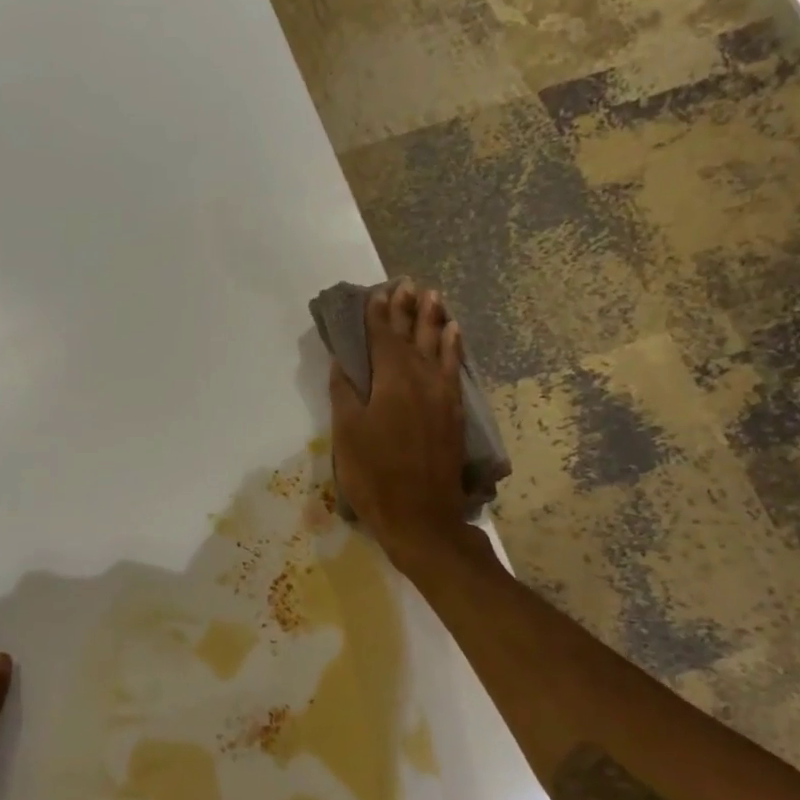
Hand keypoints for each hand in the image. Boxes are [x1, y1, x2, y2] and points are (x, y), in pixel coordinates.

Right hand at [328, 280, 473, 569]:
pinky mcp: (454, 412)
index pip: (383, 338)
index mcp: (391, 380)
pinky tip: (454, 335)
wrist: (420, 516)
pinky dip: (453, 347)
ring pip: (439, 346)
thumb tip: (344, 362)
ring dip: (434, 320)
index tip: (376, 293)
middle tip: (407, 283)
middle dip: (407, 309)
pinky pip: (455, 368)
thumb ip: (345, 394)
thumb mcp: (347, 435)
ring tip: (433, 296)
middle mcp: (421, 379)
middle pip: (413, 336)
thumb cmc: (374, 476)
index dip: (378, 315)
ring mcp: (442, 395)